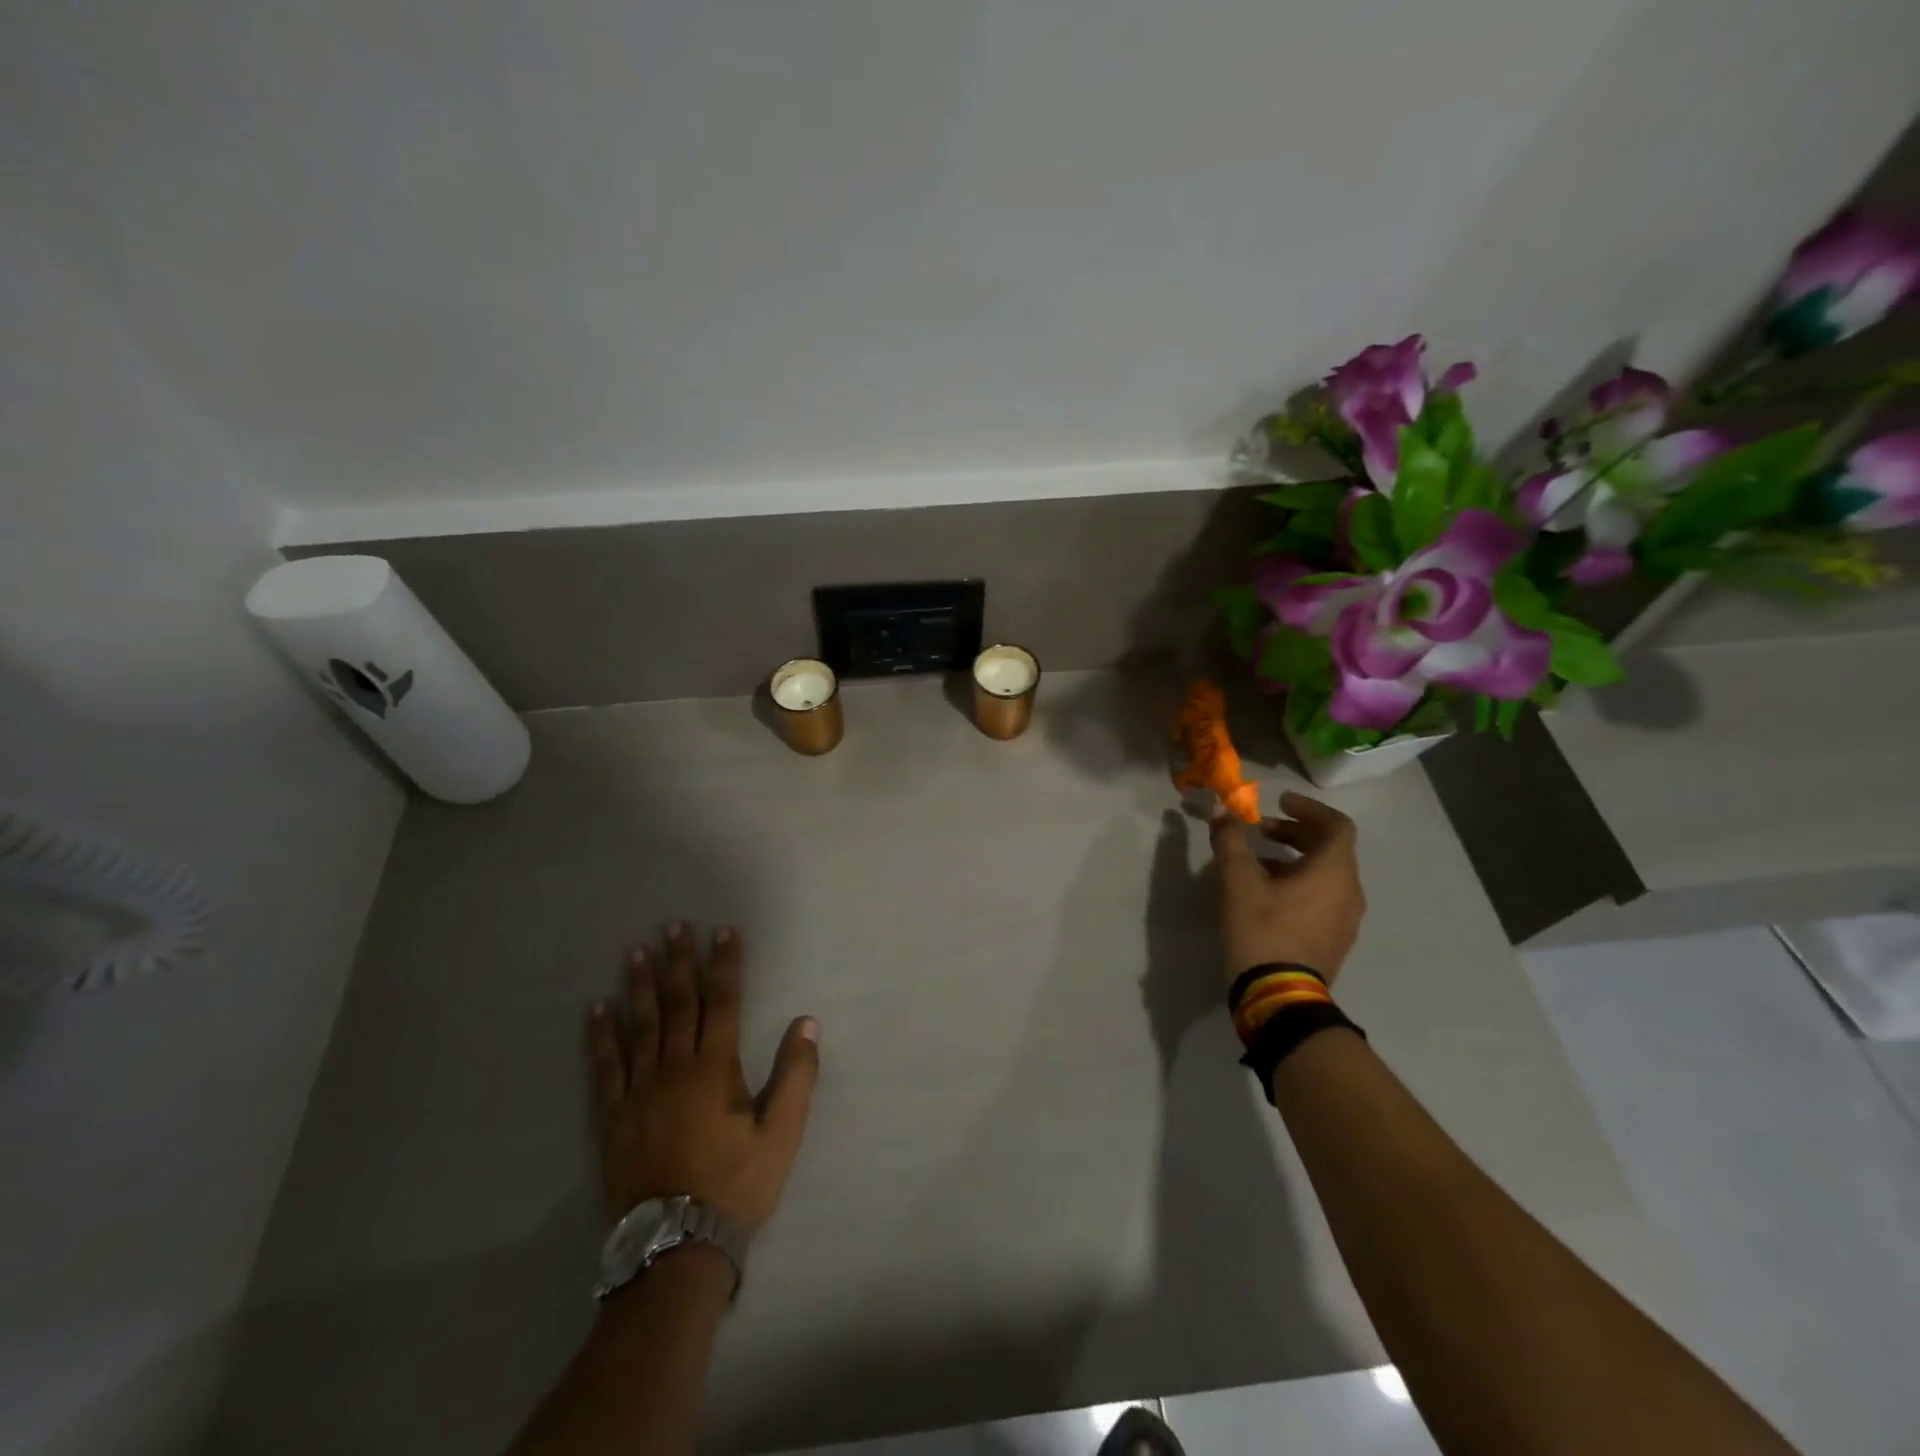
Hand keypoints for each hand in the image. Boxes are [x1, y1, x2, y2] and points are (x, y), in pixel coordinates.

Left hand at [586, 923, 818, 1233]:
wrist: (676, 1247)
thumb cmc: (736, 1185)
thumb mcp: (782, 1135)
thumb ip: (797, 1076)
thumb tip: (807, 1023)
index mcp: (714, 1069)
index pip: (722, 1002)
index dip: (725, 964)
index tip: (725, 932)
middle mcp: (674, 1068)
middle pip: (678, 1004)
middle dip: (679, 962)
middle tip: (673, 927)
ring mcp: (638, 1091)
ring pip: (639, 1026)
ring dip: (639, 986)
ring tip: (635, 952)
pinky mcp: (613, 1116)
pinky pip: (605, 1066)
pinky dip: (601, 1035)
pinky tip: (598, 1008)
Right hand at [1209, 791, 1365, 987]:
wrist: (1279, 997)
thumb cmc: (1261, 929)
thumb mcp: (1237, 880)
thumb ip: (1230, 840)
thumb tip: (1221, 811)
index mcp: (1334, 871)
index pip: (1336, 825)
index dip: (1308, 808)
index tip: (1279, 802)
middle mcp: (1349, 891)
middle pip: (1330, 848)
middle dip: (1295, 833)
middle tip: (1261, 830)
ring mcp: (1346, 919)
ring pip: (1326, 874)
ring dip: (1295, 858)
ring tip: (1258, 861)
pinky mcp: (1335, 940)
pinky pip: (1324, 897)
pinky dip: (1301, 882)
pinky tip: (1268, 894)